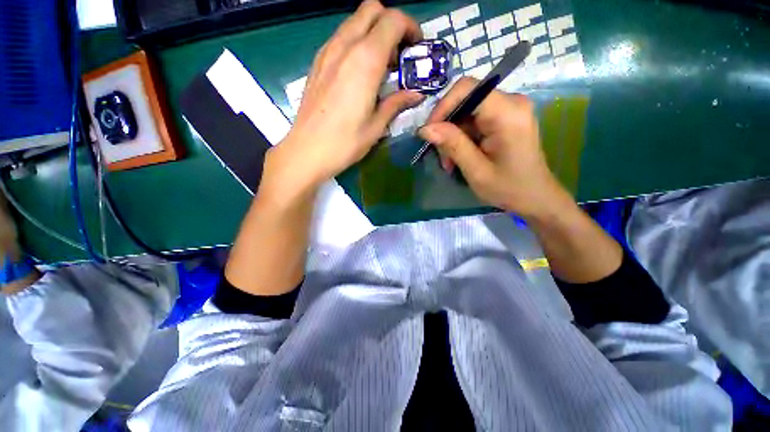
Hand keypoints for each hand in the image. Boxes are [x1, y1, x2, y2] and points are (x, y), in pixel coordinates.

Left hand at [270, 0, 424, 191]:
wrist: (307, 150)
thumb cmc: (345, 142)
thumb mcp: (377, 126)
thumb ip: (397, 103)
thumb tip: (416, 95)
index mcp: (365, 61)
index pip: (392, 20)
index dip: (410, 28)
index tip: (416, 48)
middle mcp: (345, 46)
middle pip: (372, 9)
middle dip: (391, 24)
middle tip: (399, 55)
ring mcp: (327, 52)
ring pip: (354, 21)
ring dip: (373, 33)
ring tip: (381, 66)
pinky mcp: (317, 62)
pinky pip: (341, 37)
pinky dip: (356, 43)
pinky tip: (360, 72)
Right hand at [418, 77, 570, 218]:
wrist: (535, 197)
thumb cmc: (508, 188)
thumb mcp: (476, 170)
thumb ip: (452, 145)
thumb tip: (425, 128)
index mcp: (508, 113)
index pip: (467, 89)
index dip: (442, 107)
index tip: (429, 133)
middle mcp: (511, 102)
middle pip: (465, 100)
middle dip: (447, 128)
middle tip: (443, 158)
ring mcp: (509, 109)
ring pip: (466, 112)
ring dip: (452, 137)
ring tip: (450, 163)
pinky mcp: (505, 118)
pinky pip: (473, 120)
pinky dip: (461, 138)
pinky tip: (459, 157)